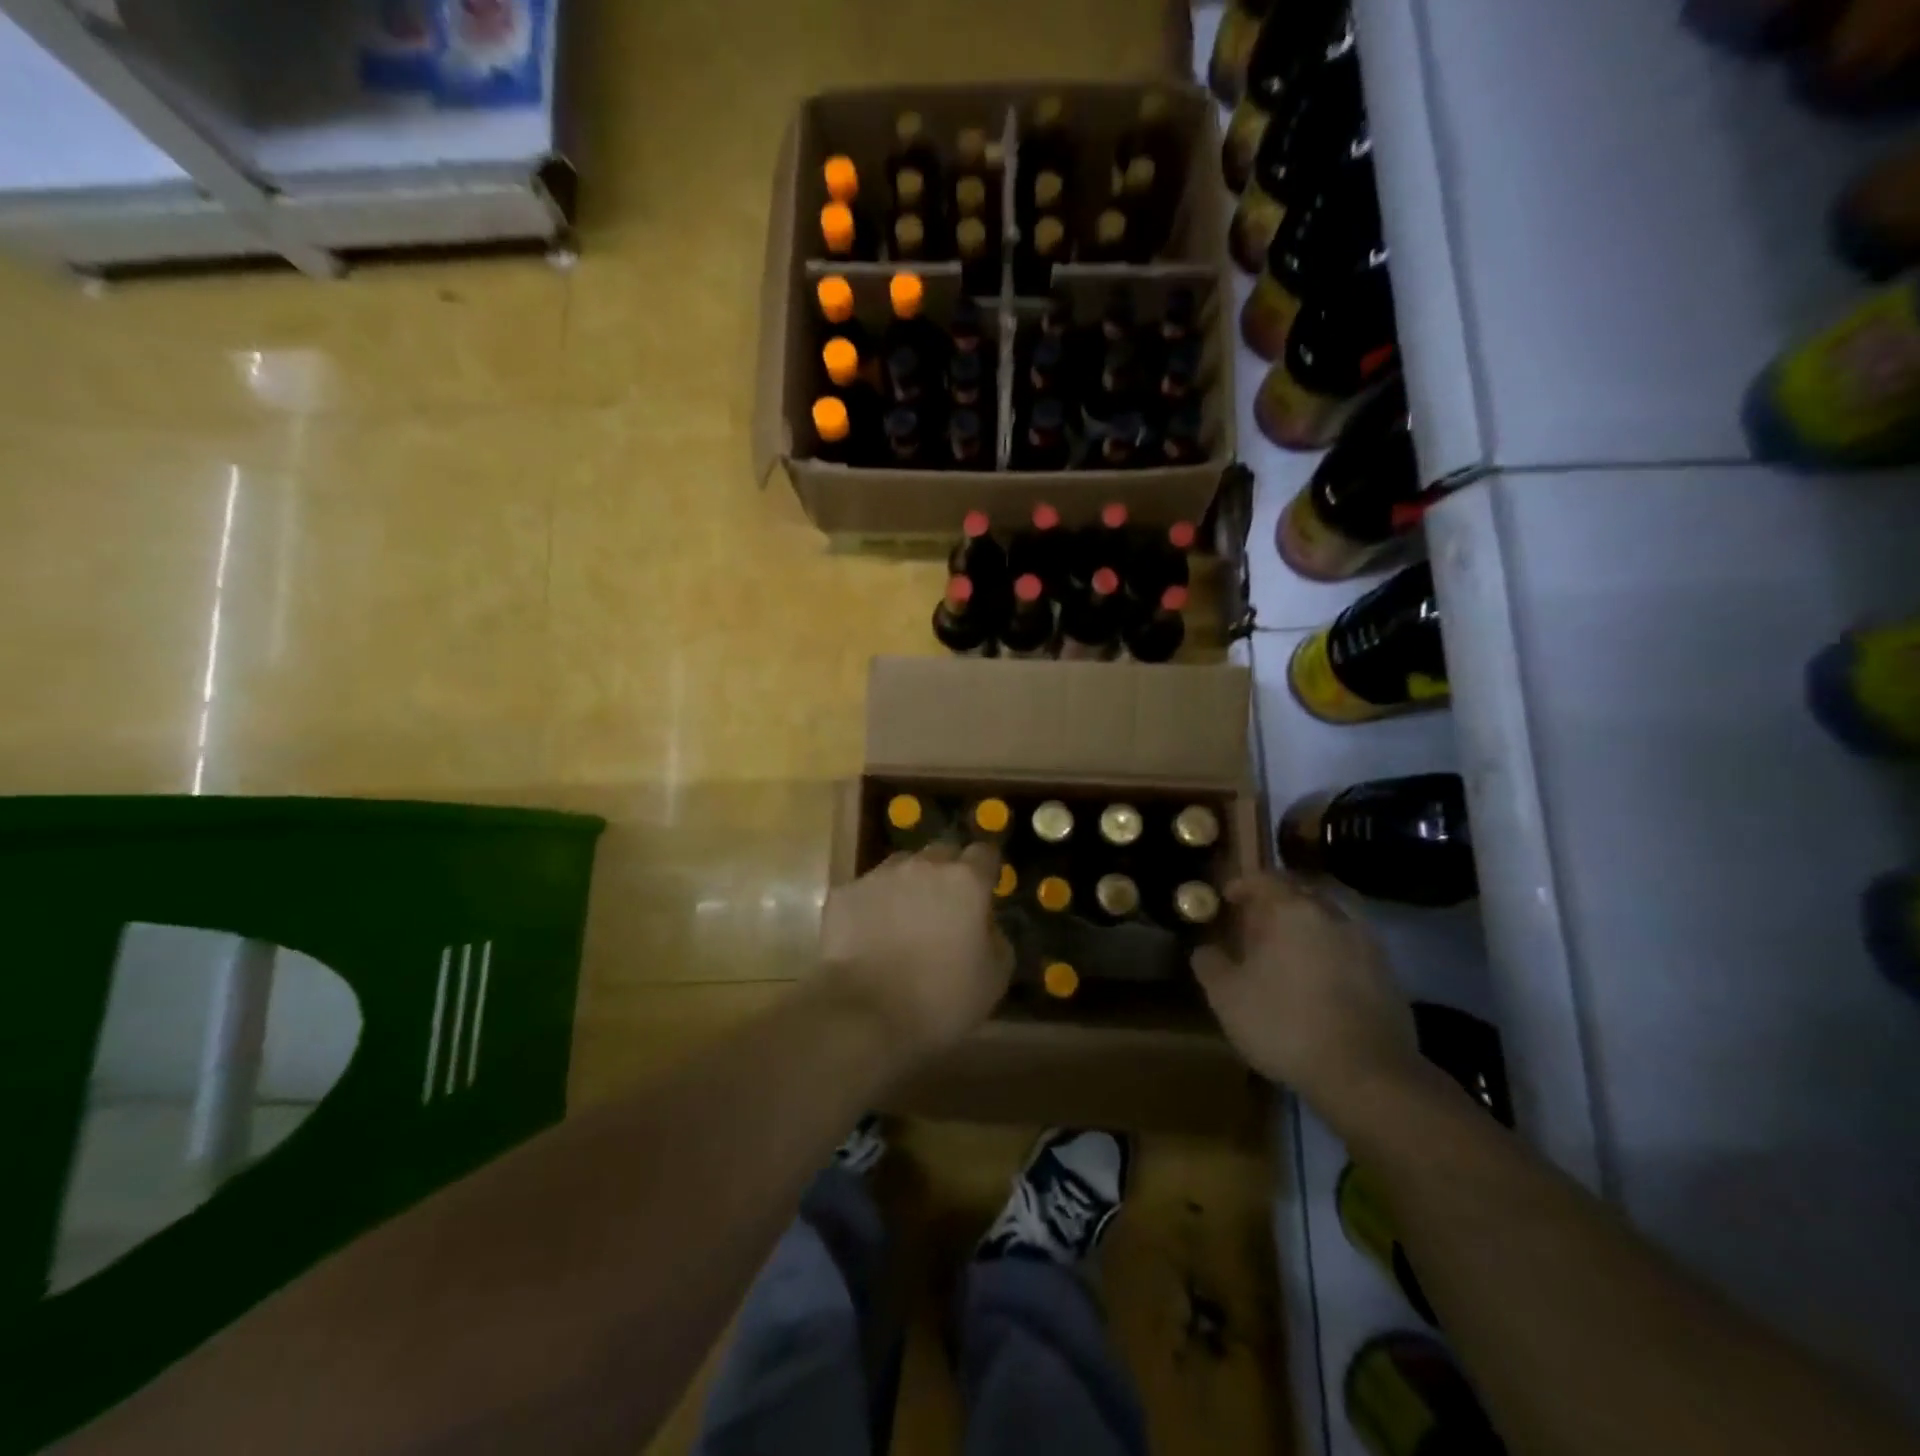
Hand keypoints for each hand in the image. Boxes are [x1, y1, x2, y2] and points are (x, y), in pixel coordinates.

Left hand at [819, 842, 1011, 1062]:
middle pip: (941, 853)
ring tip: (904, 920)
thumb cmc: (941, 999)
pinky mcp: (845, 893)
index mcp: (965, 881)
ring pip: (901, 867)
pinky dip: (872, 906)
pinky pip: (866, 891)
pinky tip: (869, 935)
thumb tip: (986, 925)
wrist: (865, 1013)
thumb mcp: (994, 978)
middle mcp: (923, 866)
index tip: (984, 890)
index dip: (985, 870)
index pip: (984, 853)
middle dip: (947, 873)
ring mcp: (879, 876)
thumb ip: (997, 939)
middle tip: (945, 908)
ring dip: (908, 885)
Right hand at [1192, 874, 1421, 1118]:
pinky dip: (1333, 948)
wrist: (1366, 1075)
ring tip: (1292, 945)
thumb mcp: (1227, 998)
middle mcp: (1332, 915)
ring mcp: (1366, 943)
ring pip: (1333, 915)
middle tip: (1260, 918)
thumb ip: (1210, 965)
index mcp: (1292, 911)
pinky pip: (1352, 945)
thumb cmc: (1285, 1024)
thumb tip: (1205, 949)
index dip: (1243, 885)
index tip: (1227, 898)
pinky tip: (1321, 974)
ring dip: (1311, 922)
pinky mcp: (1388, 974)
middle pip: (1304, 890)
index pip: (1265, 879)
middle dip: (1280, 898)